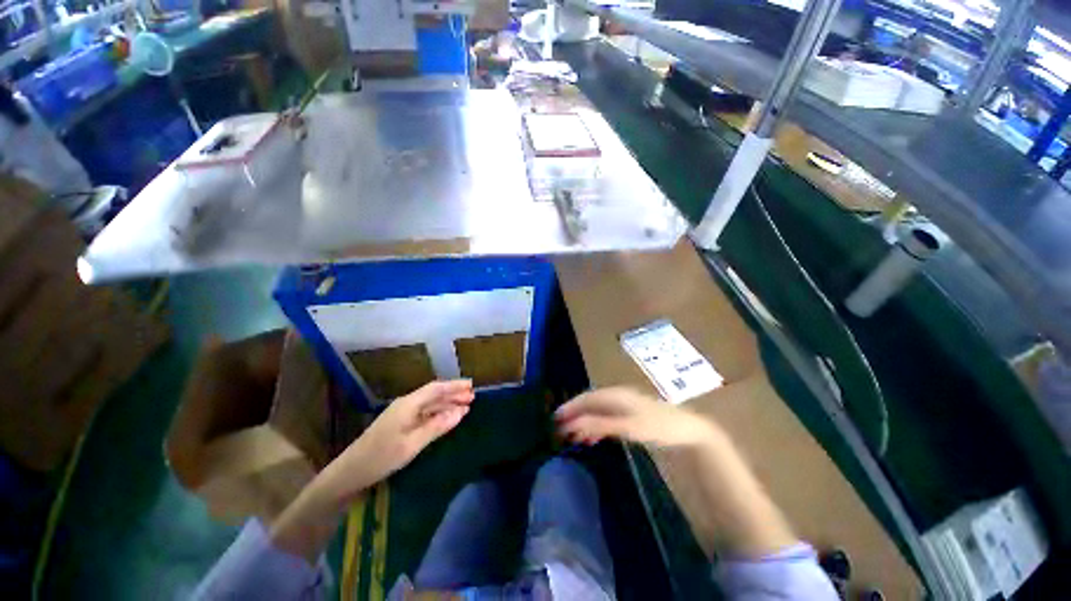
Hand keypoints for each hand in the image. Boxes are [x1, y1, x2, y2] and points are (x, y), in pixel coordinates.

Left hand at [320, 380, 474, 499]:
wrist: (350, 472)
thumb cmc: (381, 457)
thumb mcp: (412, 444)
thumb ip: (437, 426)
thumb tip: (461, 412)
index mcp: (409, 404)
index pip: (436, 388)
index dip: (454, 386)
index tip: (471, 385)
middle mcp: (407, 404)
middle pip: (434, 394)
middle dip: (454, 394)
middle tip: (472, 397)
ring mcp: (403, 414)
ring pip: (430, 404)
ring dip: (447, 404)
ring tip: (465, 406)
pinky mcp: (400, 423)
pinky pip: (424, 413)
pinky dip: (438, 414)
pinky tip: (447, 418)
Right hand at [555, 387, 718, 448]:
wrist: (688, 431)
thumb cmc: (658, 427)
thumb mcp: (629, 427)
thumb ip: (601, 424)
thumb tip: (575, 423)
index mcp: (616, 395)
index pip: (587, 398)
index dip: (571, 407)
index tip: (556, 418)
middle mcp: (617, 396)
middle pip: (590, 403)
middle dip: (575, 415)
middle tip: (561, 429)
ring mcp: (625, 405)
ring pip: (598, 411)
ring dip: (585, 422)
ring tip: (573, 436)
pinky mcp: (631, 415)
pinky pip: (607, 418)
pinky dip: (596, 426)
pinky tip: (593, 437)